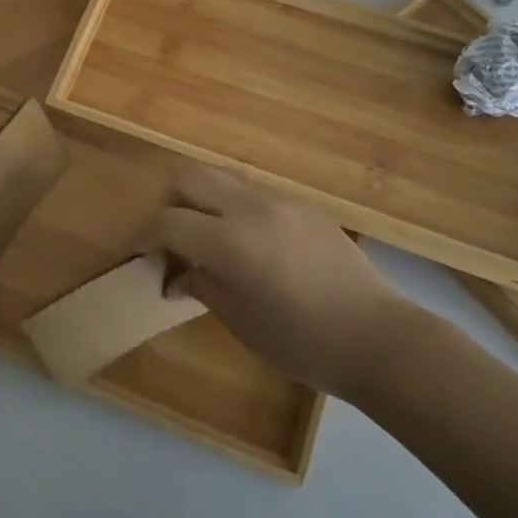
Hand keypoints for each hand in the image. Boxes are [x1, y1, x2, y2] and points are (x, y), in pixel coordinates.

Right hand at [153, 166, 408, 394]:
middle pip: (188, 177)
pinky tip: (245, 238)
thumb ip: (201, 287)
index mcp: (229, 242)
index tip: (140, 253)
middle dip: (169, 202)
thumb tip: (175, 276)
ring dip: (202, 197)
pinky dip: (233, 203)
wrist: (377, 336)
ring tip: (207, 234)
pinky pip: (252, 188)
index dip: (145, 236)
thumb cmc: (302, 342)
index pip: (167, 222)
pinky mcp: (302, 203)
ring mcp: (279, 200)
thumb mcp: (241, 322)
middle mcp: (250, 207)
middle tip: (172, 237)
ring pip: (221, 175)